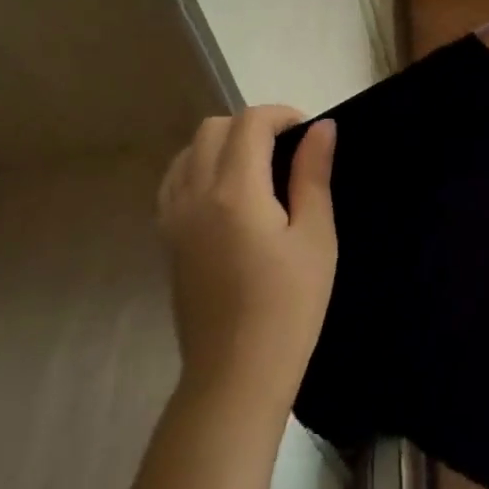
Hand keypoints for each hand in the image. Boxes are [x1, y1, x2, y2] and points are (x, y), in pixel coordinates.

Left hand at [157, 107, 337, 414]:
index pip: (250, 123)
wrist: (237, 372)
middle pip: (213, 128)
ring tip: (259, 169)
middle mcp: (194, 195)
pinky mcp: (167, 240)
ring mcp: (173, 218)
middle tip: (288, 150)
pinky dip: (200, 167)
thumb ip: (313, 175)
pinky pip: (174, 181)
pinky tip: (228, 193)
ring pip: (189, 151)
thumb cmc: (290, 305)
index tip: (309, 133)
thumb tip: (321, 128)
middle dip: (253, 125)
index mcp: (235, 192)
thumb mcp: (316, 237)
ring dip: (224, 144)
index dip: (282, 115)